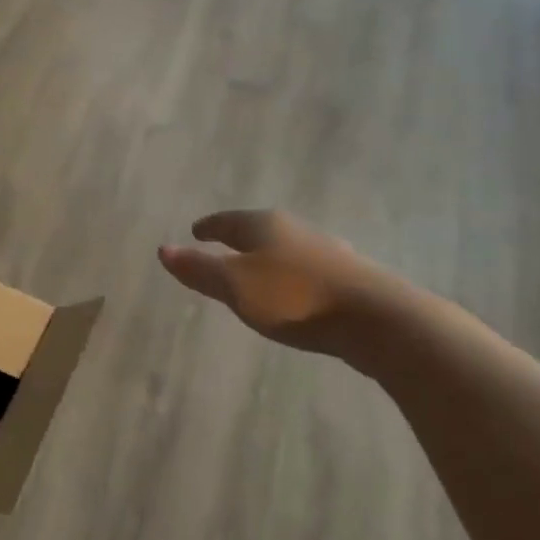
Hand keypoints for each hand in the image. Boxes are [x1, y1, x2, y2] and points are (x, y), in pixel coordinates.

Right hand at [158, 209, 385, 357]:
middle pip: (258, 230)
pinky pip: (307, 268)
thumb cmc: (295, 298)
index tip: (196, 231)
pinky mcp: (348, 276)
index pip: (227, 221)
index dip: (209, 227)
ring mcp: (326, 250)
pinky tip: (296, 290)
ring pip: (286, 249)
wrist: (376, 318)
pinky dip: (291, 275)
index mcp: (264, 225)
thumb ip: (200, 270)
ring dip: (268, 258)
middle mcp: (295, 230)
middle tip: (221, 249)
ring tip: (256, 272)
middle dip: (239, 240)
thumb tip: (163, 249)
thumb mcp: (236, 286)